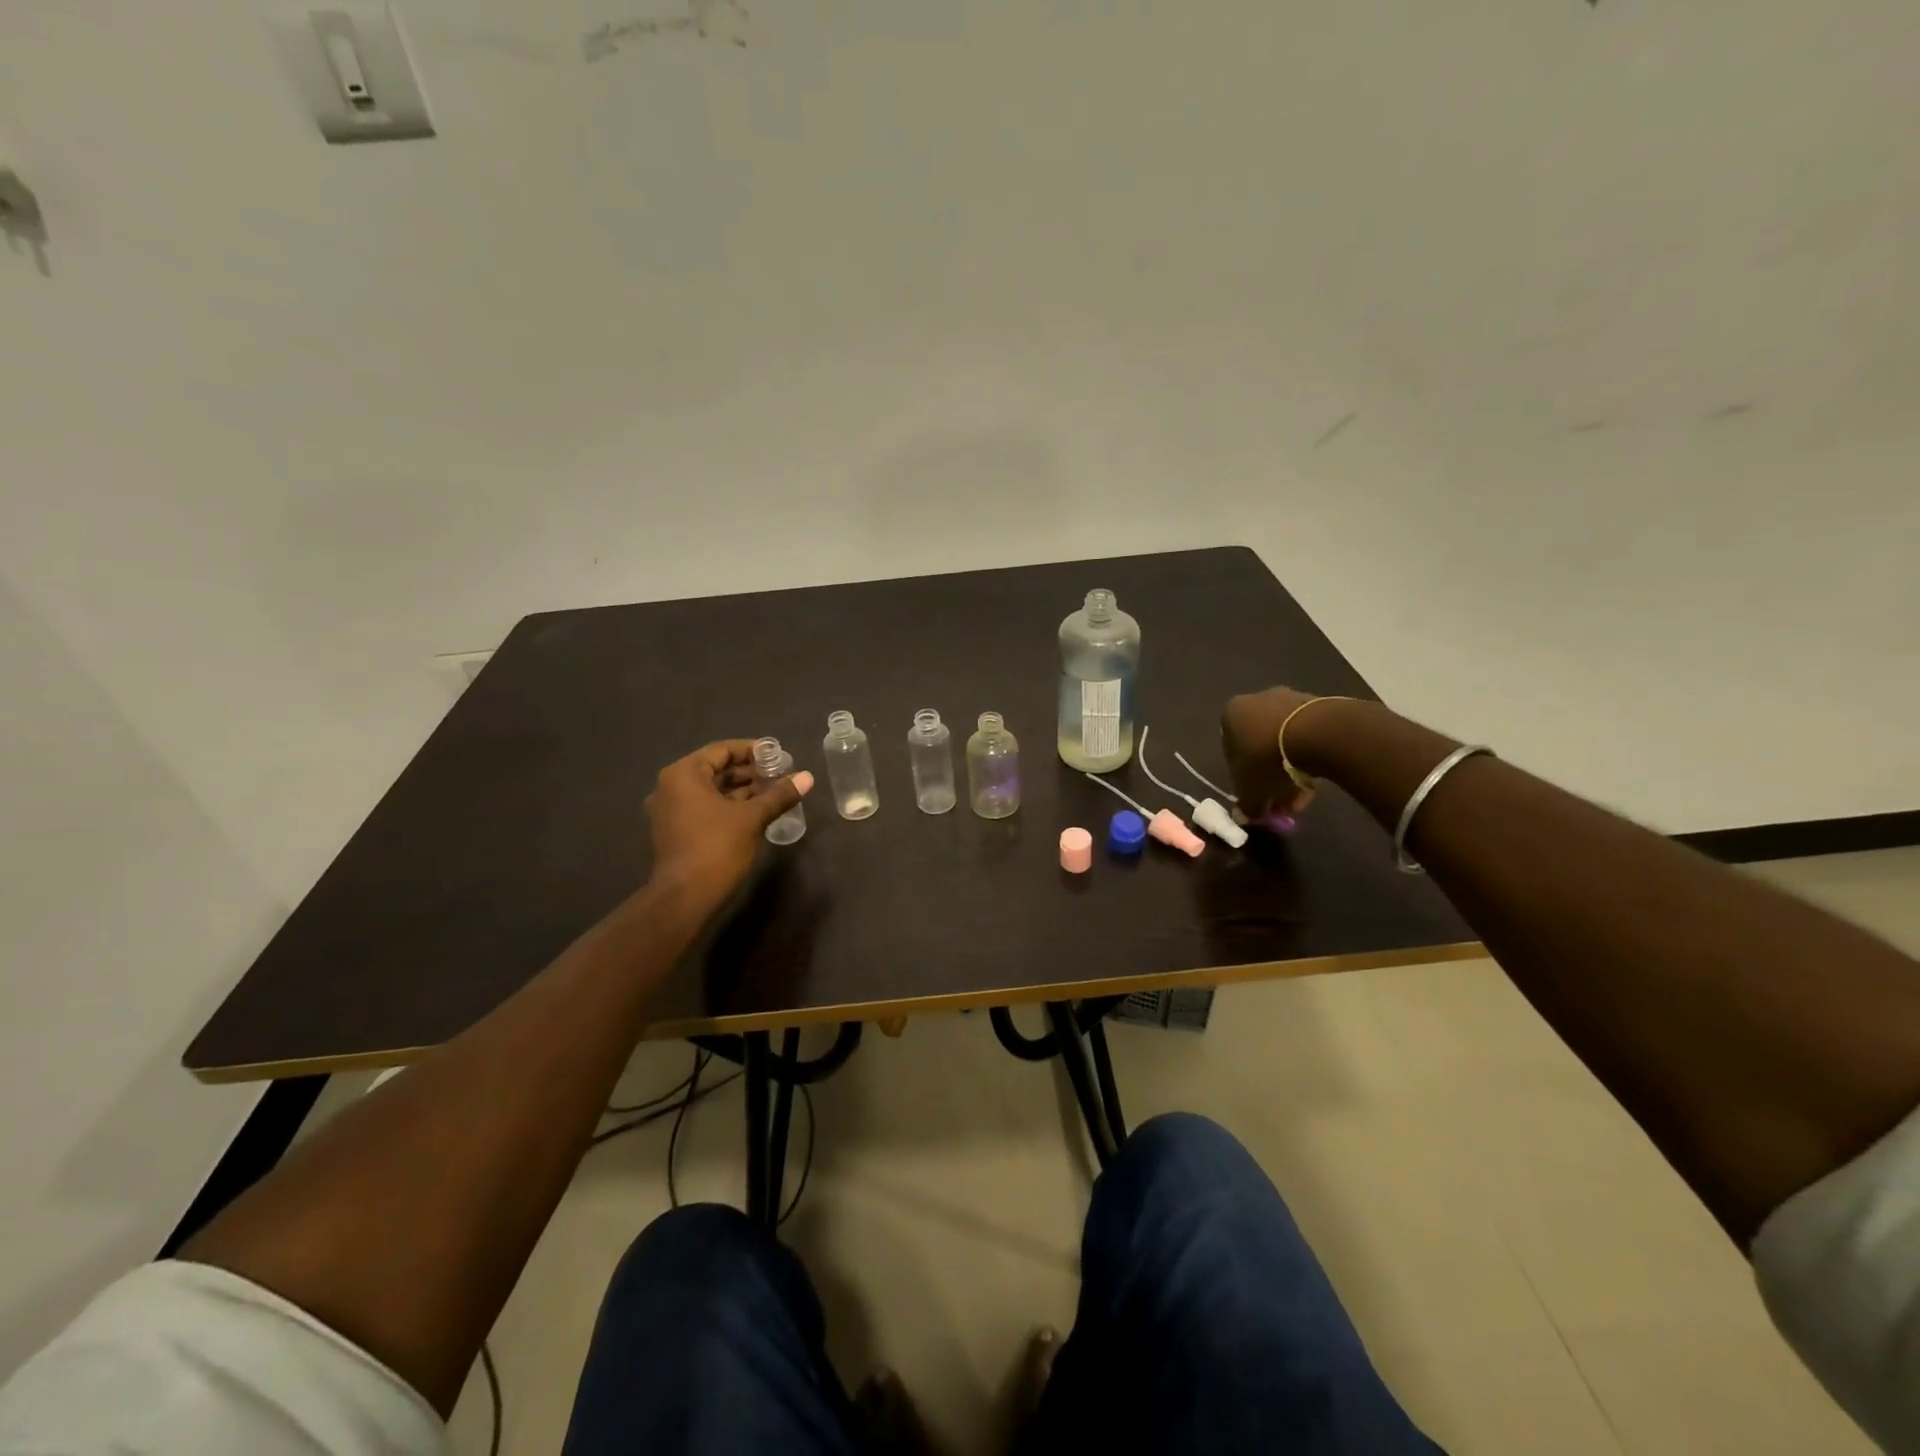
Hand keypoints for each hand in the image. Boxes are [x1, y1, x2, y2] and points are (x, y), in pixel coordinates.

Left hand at [645, 740, 813, 911]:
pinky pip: (705, 807)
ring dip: (740, 790)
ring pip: (711, 791)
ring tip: (772, 793)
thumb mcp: (752, 818)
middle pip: (715, 769)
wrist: (685, 898)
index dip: (752, 750)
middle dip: (748, 772)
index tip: (777, 755)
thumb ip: (779, 794)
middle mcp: (670, 787)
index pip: (721, 750)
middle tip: (779, 775)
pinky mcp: (675, 831)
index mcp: (683, 775)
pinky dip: (728, 806)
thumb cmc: (717, 848)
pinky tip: (755, 812)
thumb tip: (807, 777)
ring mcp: (670, 811)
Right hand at [1221, 687, 1327, 824]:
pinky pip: (1307, 735)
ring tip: (1301, 796)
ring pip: (1285, 742)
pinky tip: (1317, 780)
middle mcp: (1256, 701)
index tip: (1256, 797)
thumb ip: (1245, 805)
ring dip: (1290, 770)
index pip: (1231, 752)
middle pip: (1259, 746)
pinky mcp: (1318, 704)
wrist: (1318, 733)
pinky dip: (1308, 756)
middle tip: (1280, 801)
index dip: (1243, 779)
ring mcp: (1289, 699)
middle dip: (1269, 777)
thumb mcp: (1250, 791)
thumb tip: (1244, 816)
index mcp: (1231, 714)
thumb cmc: (1267, 759)